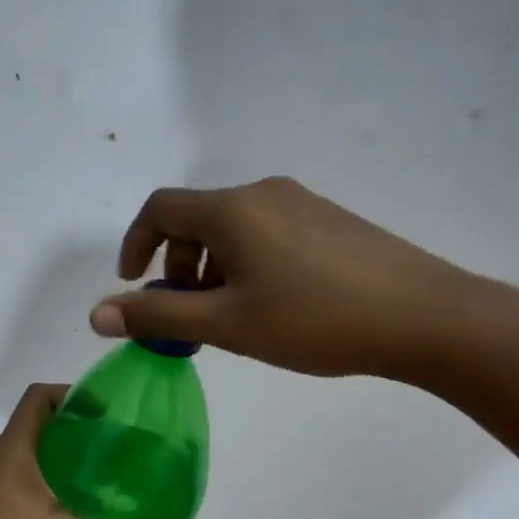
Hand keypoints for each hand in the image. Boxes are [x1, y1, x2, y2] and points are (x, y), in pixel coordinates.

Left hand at [0, 385, 181, 518]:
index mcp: (13, 451)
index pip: (39, 397)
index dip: (72, 393)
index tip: (109, 411)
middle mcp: (1, 466)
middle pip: (43, 430)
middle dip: (82, 435)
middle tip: (123, 450)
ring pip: (38, 467)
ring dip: (71, 471)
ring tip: (112, 485)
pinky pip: (33, 498)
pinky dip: (60, 500)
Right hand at [88, 177, 478, 379]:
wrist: (421, 316)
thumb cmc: (313, 320)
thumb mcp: (226, 324)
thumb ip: (158, 316)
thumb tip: (97, 314)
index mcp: (233, 209)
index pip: (160, 208)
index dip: (135, 245)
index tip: (134, 286)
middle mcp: (264, 193)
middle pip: (198, 218)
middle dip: (178, 264)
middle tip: (189, 314)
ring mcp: (302, 203)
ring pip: (234, 228)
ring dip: (213, 268)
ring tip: (231, 317)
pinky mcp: (330, 221)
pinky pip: (268, 234)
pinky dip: (247, 264)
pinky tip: (273, 306)